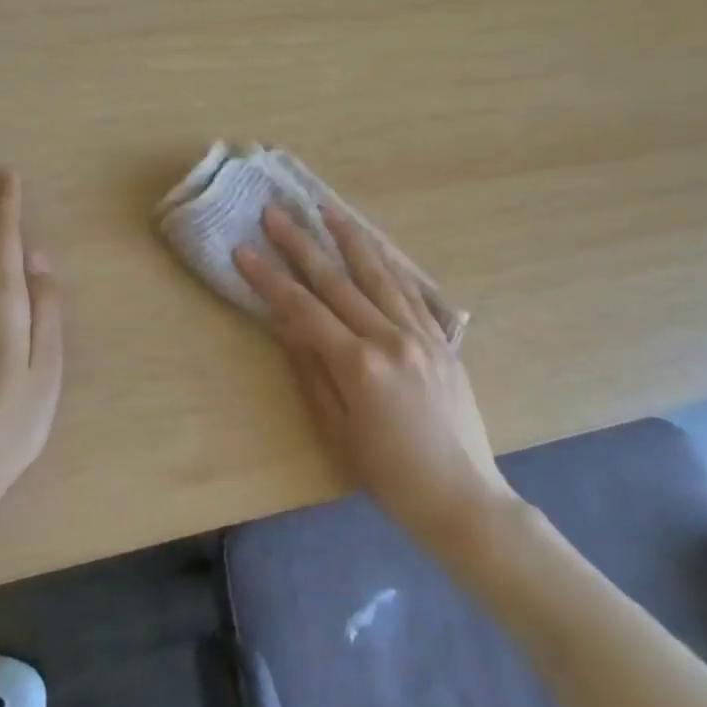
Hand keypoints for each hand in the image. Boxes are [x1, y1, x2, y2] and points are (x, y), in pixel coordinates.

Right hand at [235, 206, 512, 553]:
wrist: (462, 498)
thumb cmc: (391, 477)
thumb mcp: (339, 433)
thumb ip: (313, 373)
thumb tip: (288, 326)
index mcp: (359, 366)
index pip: (303, 309)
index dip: (269, 278)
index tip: (244, 250)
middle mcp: (391, 339)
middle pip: (338, 281)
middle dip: (301, 244)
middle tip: (275, 213)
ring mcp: (421, 334)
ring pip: (379, 274)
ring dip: (350, 237)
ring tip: (327, 208)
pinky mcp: (442, 339)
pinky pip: (412, 291)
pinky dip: (390, 264)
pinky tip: (376, 246)